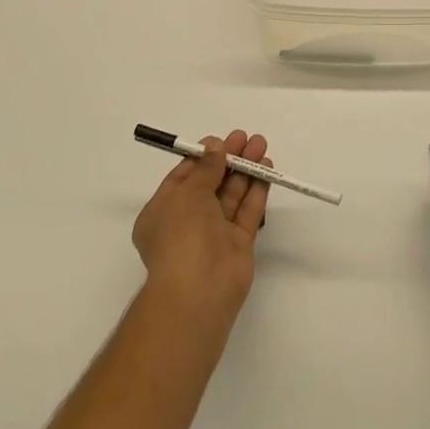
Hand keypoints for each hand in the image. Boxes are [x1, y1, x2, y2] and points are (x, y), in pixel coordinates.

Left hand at [132, 130, 271, 318]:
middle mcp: (187, 221)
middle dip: (228, 159)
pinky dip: (256, 191)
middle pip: (210, 183)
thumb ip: (206, 168)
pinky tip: (267, 171)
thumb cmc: (182, 235)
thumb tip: (216, 147)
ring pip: (231, 195)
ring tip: (261, 146)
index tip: (221, 140)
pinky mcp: (237, 244)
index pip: (183, 178)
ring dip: (245, 170)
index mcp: (162, 211)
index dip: (203, 157)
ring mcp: (213, 234)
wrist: (199, 291)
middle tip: (247, 138)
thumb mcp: (188, 193)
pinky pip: (247, 212)